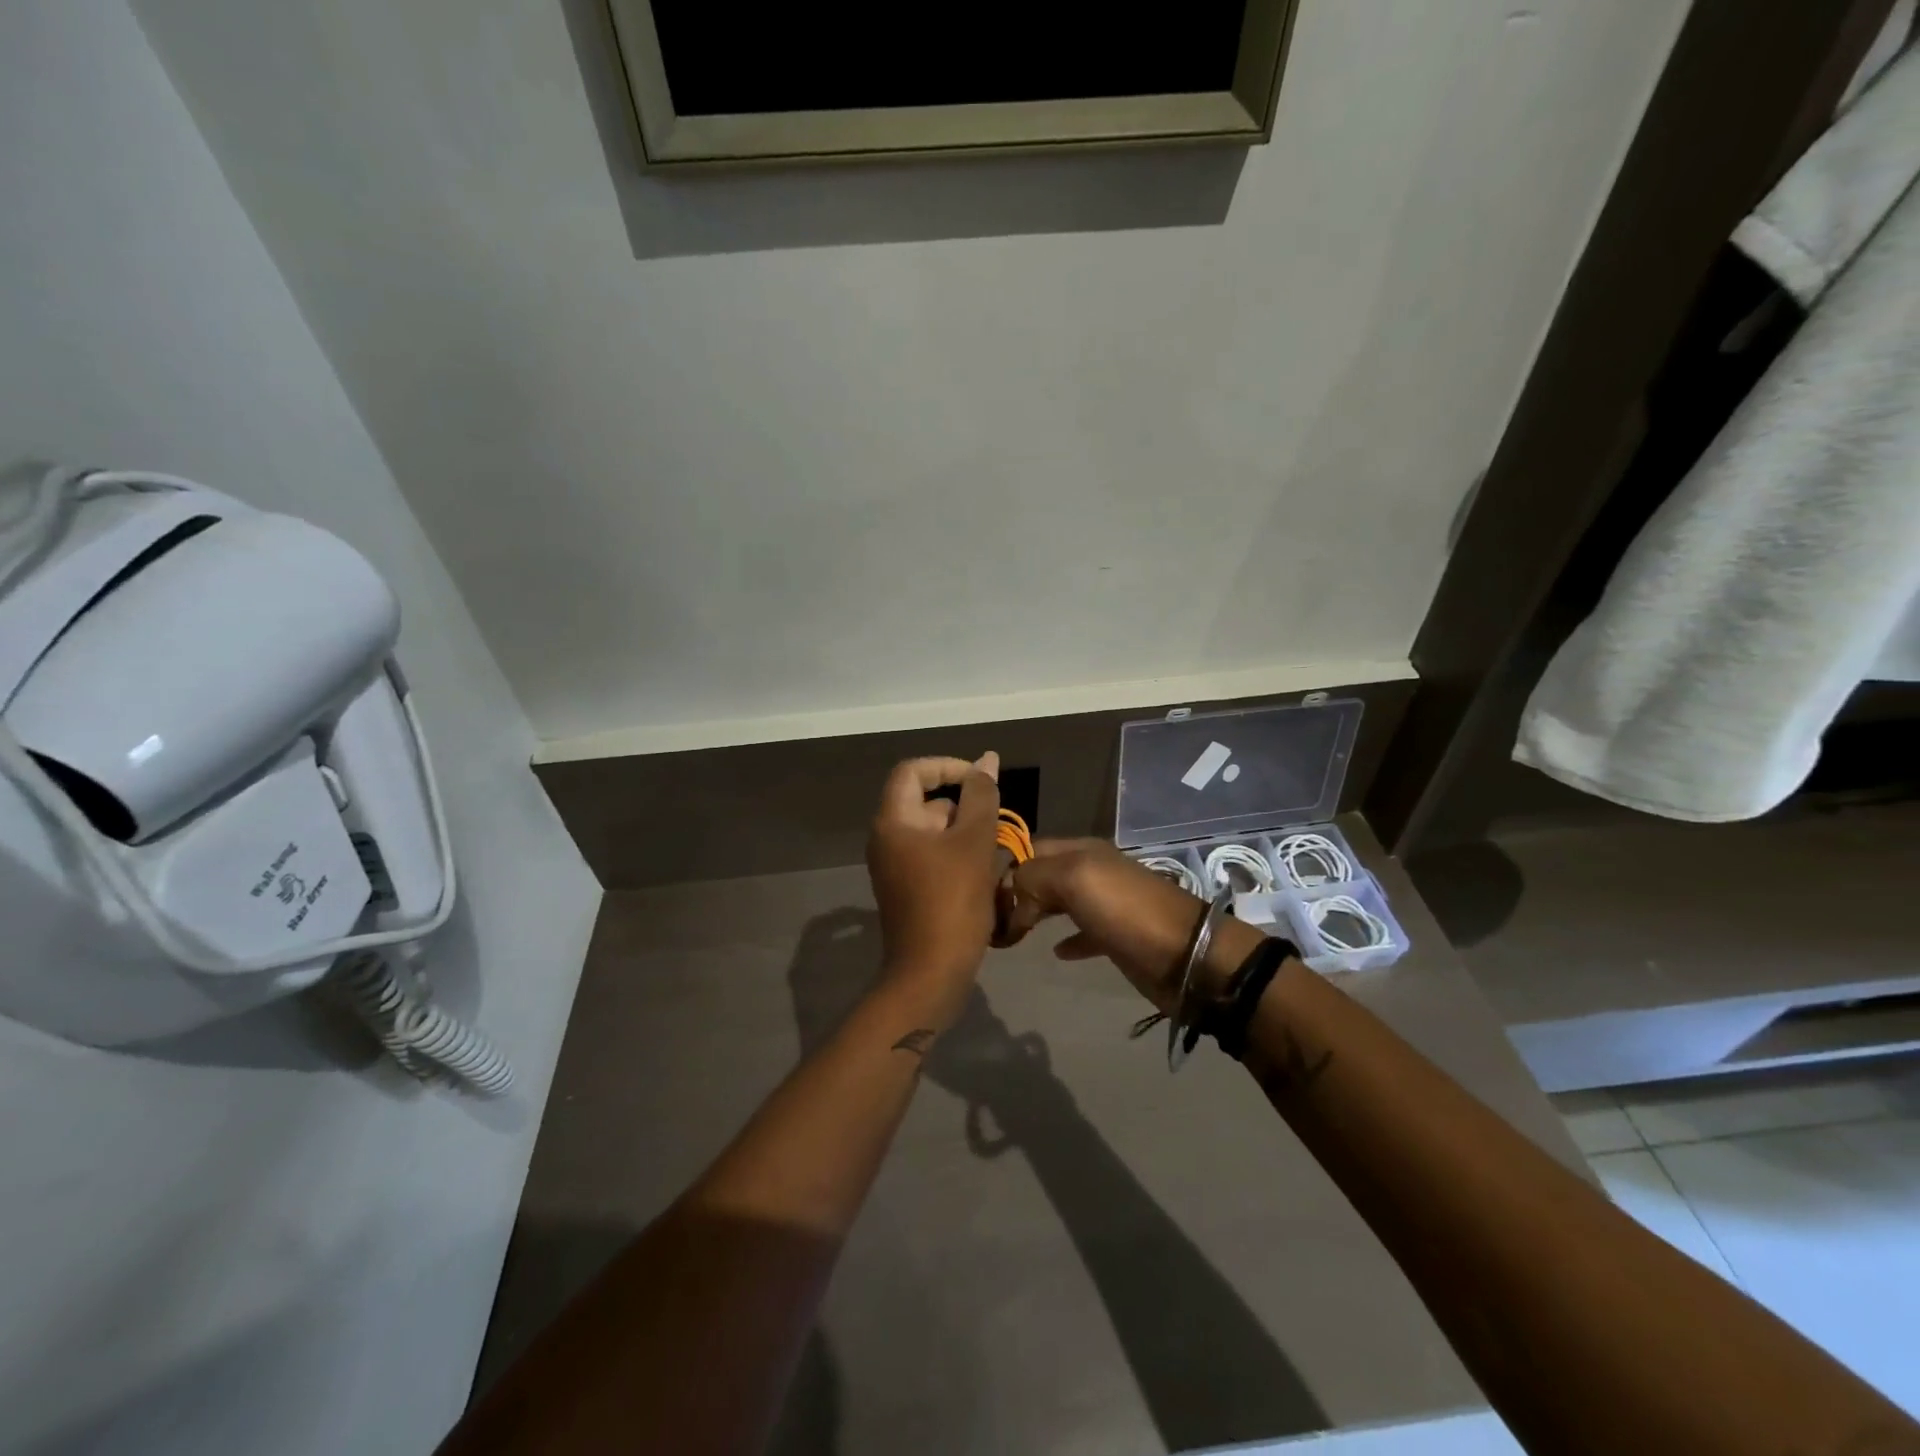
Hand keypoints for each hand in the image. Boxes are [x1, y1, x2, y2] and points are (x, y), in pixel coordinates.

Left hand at [866, 753, 1001, 997]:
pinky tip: (982, 873)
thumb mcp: (973, 842)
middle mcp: (886, 838)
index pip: (913, 771)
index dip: (948, 766)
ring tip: (993, 853)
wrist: (930, 973)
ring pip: (933, 830)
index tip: (981, 780)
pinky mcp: (905, 888)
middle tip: (994, 826)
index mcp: (893, 821)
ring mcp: (894, 865)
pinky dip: (957, 855)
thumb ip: (981, 796)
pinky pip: (932, 855)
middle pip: (925, 801)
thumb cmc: (952, 901)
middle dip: (963, 806)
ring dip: (965, 833)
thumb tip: (986, 760)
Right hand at [999, 839, 1264, 1012]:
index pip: (1029, 847)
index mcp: (1081, 851)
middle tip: (987, 920)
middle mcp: (1091, 871)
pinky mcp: (1116, 937)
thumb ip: (1033, 877)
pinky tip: (1054, 952)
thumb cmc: (1126, 911)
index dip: (1002, 866)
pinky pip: (1083, 933)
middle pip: (1042, 874)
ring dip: (1034, 913)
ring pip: (1059, 901)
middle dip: (1014, 892)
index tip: (974, 894)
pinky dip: (1066, 939)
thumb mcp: (1074, 878)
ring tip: (1008, 935)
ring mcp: (1106, 904)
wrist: (1187, 957)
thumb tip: (1010, 901)